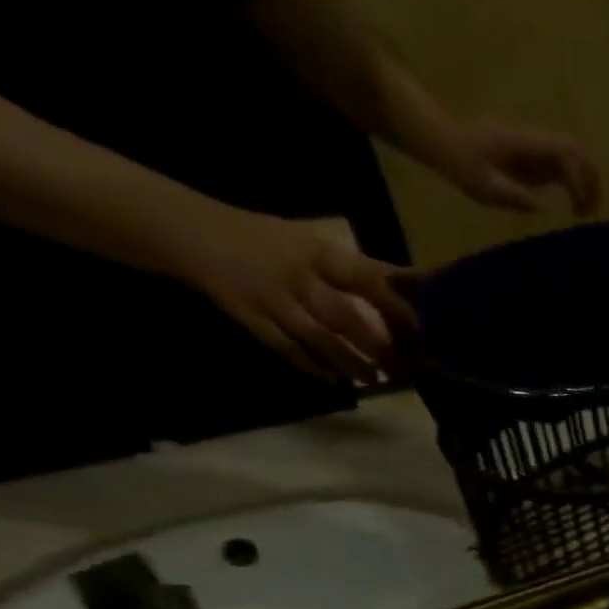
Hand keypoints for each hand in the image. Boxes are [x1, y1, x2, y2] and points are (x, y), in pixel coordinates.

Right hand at [175, 206, 416, 382]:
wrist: (183, 227)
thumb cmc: (269, 241)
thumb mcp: (315, 244)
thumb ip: (364, 270)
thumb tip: (421, 290)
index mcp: (317, 252)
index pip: (366, 278)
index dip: (397, 307)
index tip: (425, 332)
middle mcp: (295, 274)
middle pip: (343, 314)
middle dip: (376, 344)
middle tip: (404, 367)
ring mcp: (269, 296)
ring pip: (317, 336)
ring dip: (350, 362)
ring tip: (375, 379)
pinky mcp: (246, 314)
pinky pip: (283, 346)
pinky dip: (311, 366)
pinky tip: (335, 381)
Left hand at [436, 118, 599, 216]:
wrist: (443, 142)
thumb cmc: (461, 164)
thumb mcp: (486, 186)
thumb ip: (517, 196)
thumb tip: (548, 207)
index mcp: (524, 143)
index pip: (564, 151)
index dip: (579, 178)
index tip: (578, 208)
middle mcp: (533, 141)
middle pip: (575, 151)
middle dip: (591, 180)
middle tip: (593, 212)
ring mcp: (533, 147)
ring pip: (572, 160)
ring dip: (584, 185)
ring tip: (583, 214)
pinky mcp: (531, 157)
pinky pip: (561, 168)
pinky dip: (572, 187)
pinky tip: (570, 208)